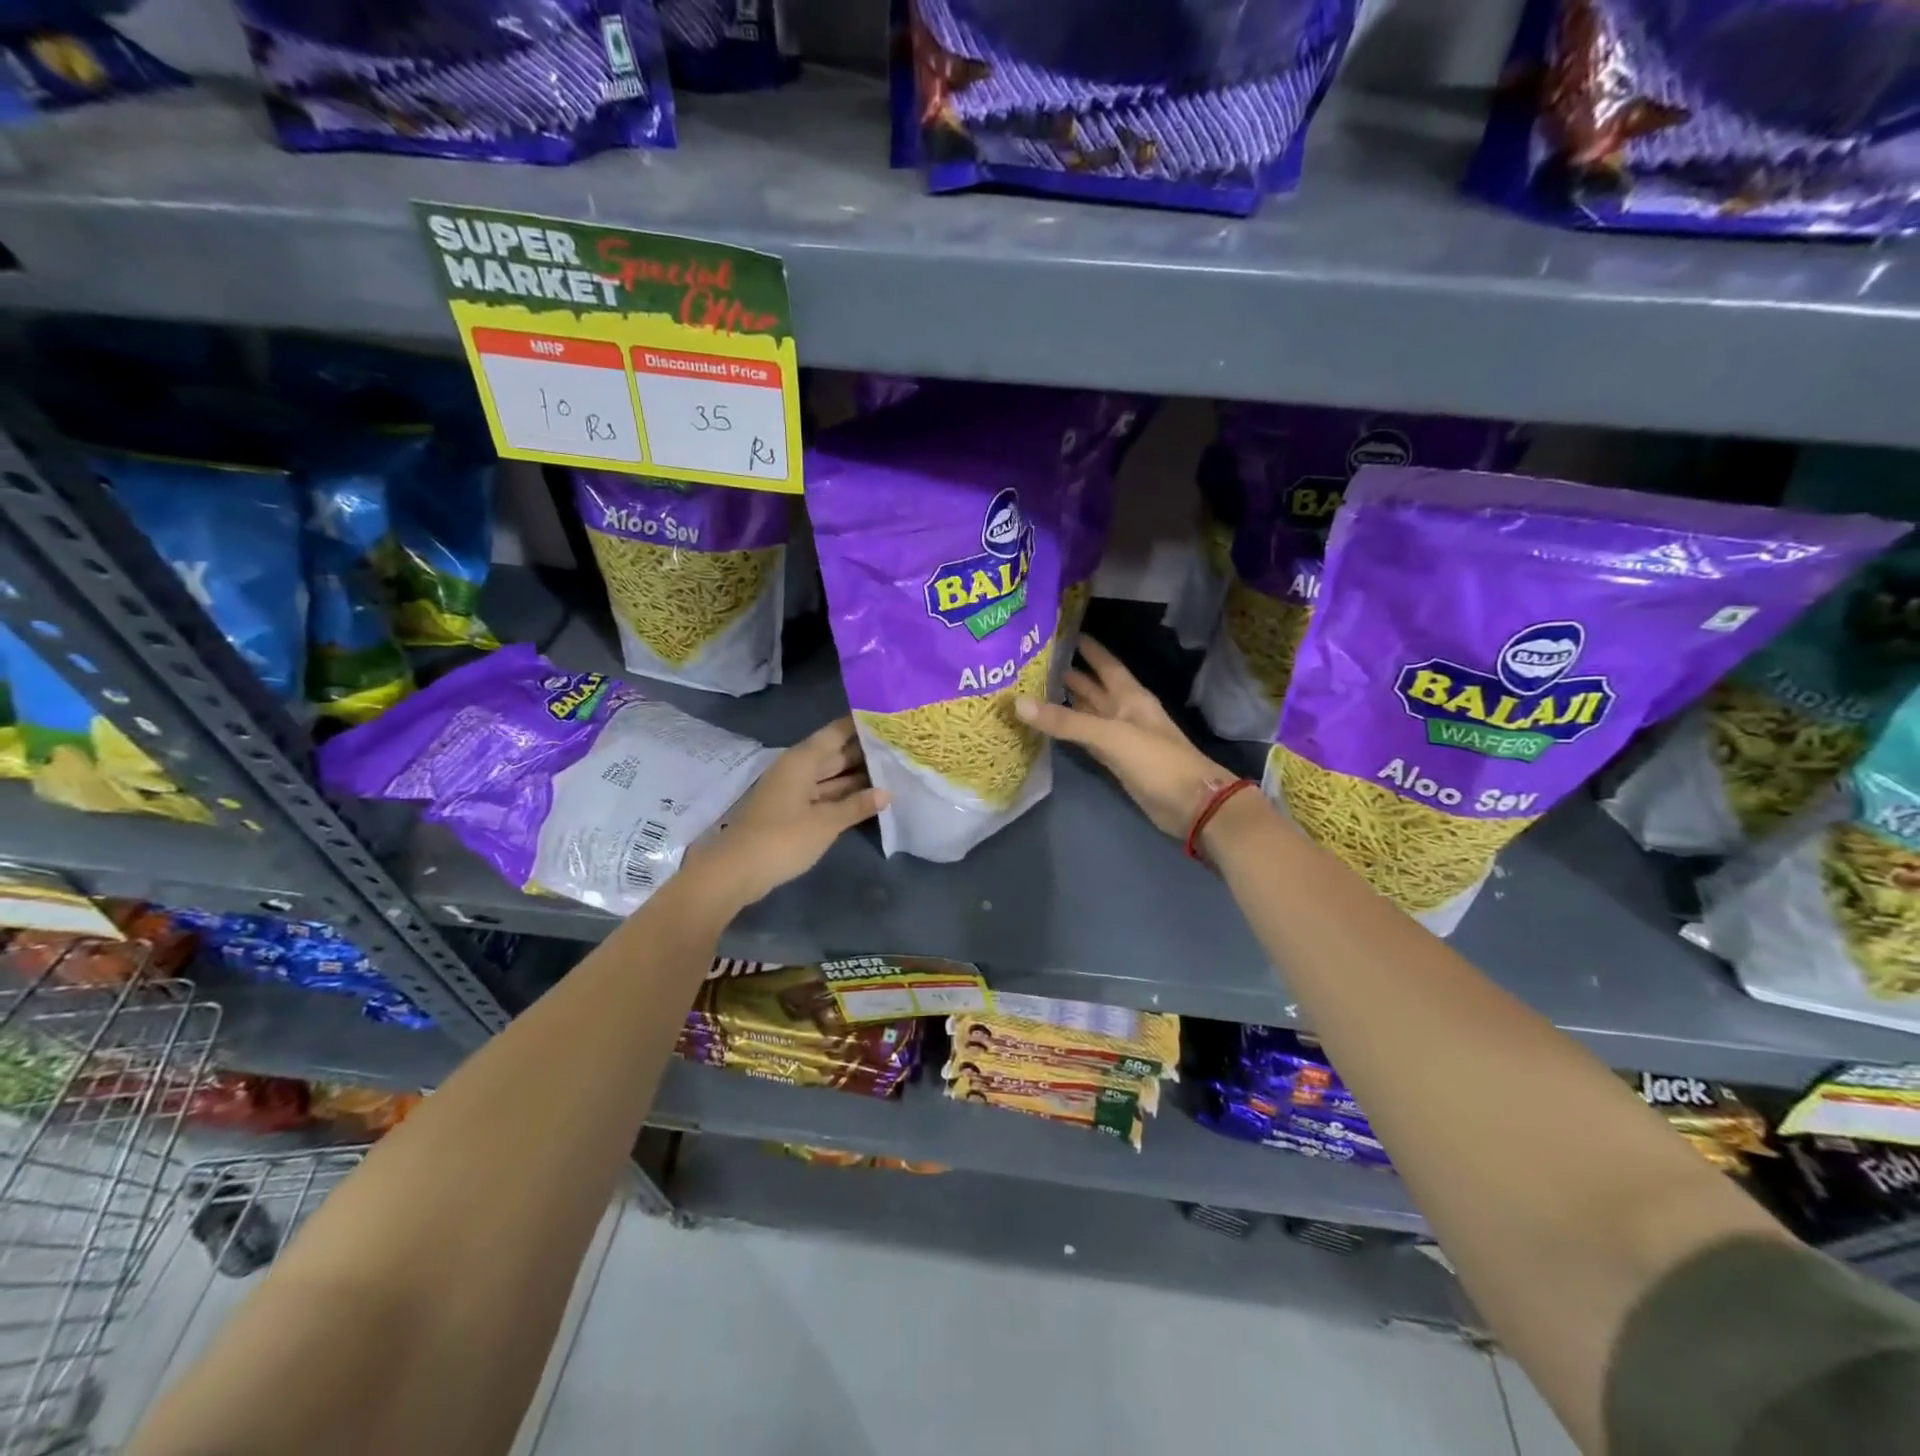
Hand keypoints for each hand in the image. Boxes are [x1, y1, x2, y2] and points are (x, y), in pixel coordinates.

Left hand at [691, 717, 887, 907]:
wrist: (737, 871)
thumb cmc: (783, 838)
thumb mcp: (826, 823)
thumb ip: (857, 805)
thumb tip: (887, 792)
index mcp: (802, 760)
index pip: (836, 733)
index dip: (860, 724)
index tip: (889, 718)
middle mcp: (797, 768)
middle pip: (835, 754)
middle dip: (864, 752)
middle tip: (899, 748)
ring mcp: (793, 790)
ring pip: (830, 776)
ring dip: (857, 776)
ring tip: (893, 771)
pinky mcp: (791, 811)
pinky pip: (823, 794)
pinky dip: (843, 795)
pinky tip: (868, 798)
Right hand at [1015, 637, 1235, 838]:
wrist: (1191, 804)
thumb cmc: (1156, 760)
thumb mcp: (1110, 735)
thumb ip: (1066, 721)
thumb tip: (1018, 702)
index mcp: (1130, 695)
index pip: (1104, 663)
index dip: (1086, 647)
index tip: (1060, 631)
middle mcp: (1123, 711)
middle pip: (1092, 687)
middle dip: (1067, 674)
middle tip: (1031, 662)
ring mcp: (1119, 737)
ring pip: (1087, 713)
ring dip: (1064, 702)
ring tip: (1030, 690)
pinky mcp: (1114, 760)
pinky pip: (1086, 739)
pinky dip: (1069, 732)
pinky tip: (1049, 726)